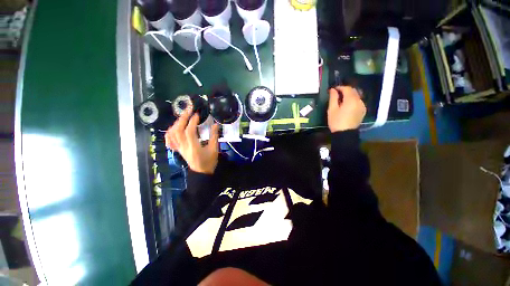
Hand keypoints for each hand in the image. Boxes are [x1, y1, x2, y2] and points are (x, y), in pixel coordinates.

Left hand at [165, 110, 219, 173]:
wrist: (201, 173)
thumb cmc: (209, 162)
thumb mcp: (214, 149)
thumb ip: (214, 136)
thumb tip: (215, 124)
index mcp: (194, 147)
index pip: (189, 132)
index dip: (192, 121)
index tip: (197, 114)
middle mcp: (184, 147)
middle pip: (178, 130)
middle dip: (182, 118)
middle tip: (188, 110)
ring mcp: (179, 148)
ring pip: (172, 134)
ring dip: (176, 123)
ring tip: (183, 117)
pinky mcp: (178, 149)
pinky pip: (170, 140)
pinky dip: (170, 132)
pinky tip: (174, 127)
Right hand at [327, 86, 366, 131]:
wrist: (345, 134)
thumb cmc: (336, 121)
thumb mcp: (332, 109)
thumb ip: (333, 98)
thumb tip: (333, 90)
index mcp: (351, 100)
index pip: (347, 88)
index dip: (340, 87)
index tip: (333, 89)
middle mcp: (359, 101)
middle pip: (353, 91)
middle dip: (345, 90)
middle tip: (336, 93)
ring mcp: (362, 106)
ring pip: (356, 96)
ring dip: (349, 95)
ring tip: (341, 99)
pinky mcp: (362, 111)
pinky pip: (358, 101)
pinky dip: (353, 100)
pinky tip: (347, 105)